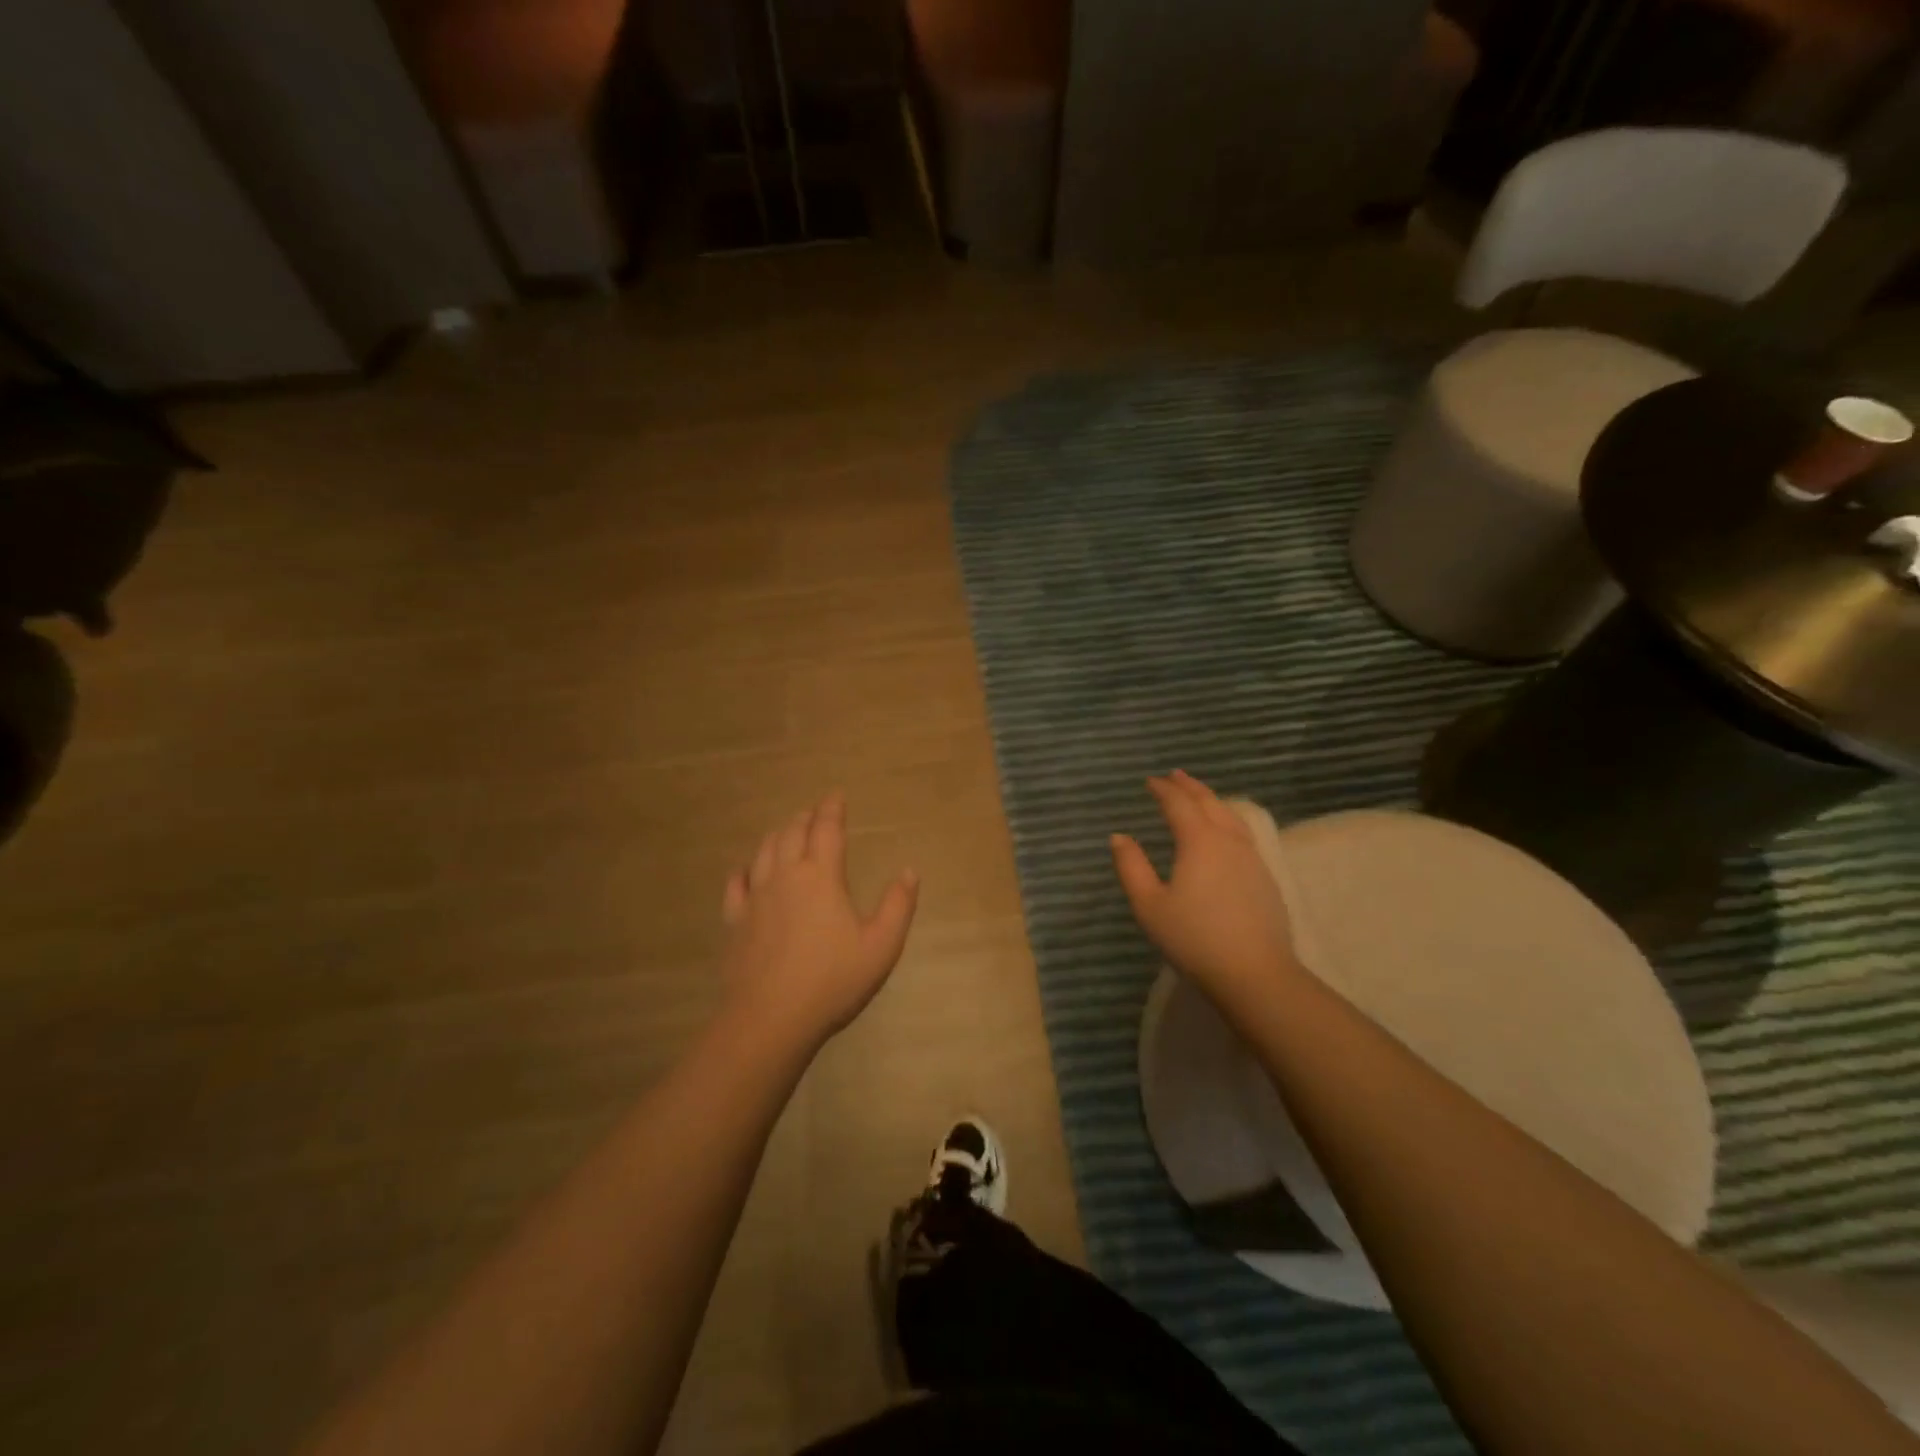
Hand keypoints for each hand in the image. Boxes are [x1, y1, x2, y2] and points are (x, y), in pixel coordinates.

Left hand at [719, 792, 918, 1050]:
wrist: (771, 1018)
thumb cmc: (833, 980)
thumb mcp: (881, 945)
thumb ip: (898, 905)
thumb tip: (910, 871)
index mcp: (821, 876)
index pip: (827, 829)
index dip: (832, 809)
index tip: (836, 796)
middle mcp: (785, 875)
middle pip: (792, 833)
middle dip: (806, 818)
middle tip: (815, 813)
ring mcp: (756, 896)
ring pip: (764, 851)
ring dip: (779, 835)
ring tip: (787, 832)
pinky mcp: (735, 920)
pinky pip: (736, 883)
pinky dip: (745, 869)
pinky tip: (747, 871)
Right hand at [1110, 771, 1301, 1011]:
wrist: (1255, 974)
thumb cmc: (1194, 938)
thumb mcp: (1149, 905)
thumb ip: (1131, 867)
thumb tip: (1119, 837)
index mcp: (1199, 841)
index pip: (1179, 804)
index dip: (1163, 789)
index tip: (1150, 781)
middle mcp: (1228, 840)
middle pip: (1209, 803)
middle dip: (1190, 787)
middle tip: (1175, 775)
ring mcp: (1252, 858)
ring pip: (1231, 817)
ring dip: (1212, 800)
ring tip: (1200, 797)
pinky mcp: (1265, 878)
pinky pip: (1243, 834)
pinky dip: (1228, 820)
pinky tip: (1225, 833)